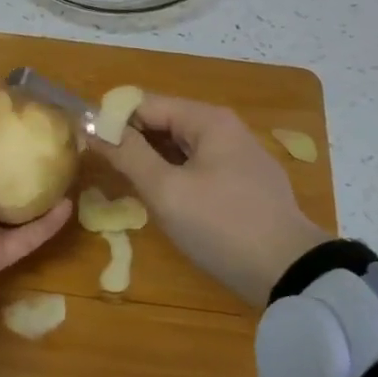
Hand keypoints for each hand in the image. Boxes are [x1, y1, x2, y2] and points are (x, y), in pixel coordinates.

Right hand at [97, 95, 326, 305]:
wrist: (289, 272)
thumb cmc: (221, 225)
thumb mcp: (167, 191)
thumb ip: (128, 155)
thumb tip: (93, 126)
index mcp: (207, 120)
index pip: (145, 104)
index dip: (113, 121)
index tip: (87, 146)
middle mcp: (225, 129)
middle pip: (164, 123)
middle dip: (132, 143)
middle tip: (103, 171)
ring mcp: (238, 157)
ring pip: (180, 149)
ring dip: (152, 163)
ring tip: (127, 187)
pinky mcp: (244, 185)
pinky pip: (198, 169)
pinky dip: (175, 178)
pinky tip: (164, 201)